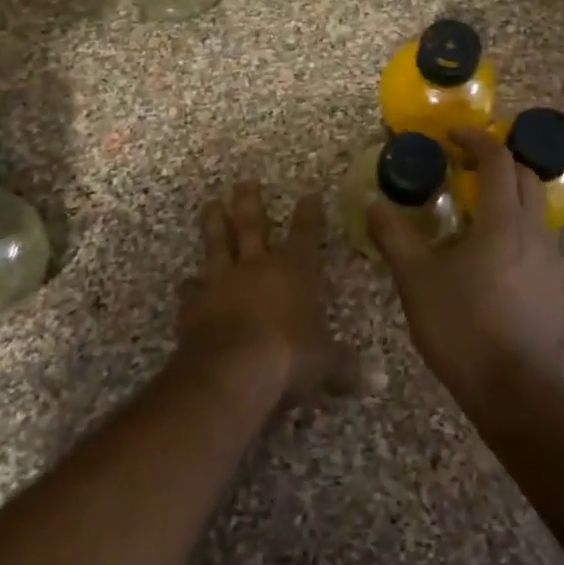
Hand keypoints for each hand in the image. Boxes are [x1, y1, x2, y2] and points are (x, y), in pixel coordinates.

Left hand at [177, 182, 362, 406]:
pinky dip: (190, 285)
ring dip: (215, 223)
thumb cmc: (289, 358)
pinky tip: (186, 283)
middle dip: (250, 202)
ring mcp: (222, 281)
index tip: (309, 194)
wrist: (233, 370)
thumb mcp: (325, 365)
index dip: (309, 214)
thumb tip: (377, 382)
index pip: (305, 234)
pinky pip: (191, 288)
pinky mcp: (195, 303)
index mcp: (294, 271)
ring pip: (217, 243)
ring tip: (211, 204)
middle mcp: (257, 266)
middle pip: (253, 224)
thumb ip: (346, 367)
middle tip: (245, 182)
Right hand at [368, 129, 563, 407]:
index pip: (498, 161)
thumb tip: (373, 203)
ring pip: (536, 209)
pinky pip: (538, 239)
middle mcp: (535, 232)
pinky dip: (516, 227)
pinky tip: (491, 254)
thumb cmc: (462, 327)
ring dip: (509, 195)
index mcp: (503, 222)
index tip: (453, 136)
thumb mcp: (415, 280)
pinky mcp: (555, 286)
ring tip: (475, 209)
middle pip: (527, 177)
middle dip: (499, 162)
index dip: (476, 140)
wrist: (515, 390)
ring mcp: (551, 260)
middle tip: (466, 166)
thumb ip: (393, 236)